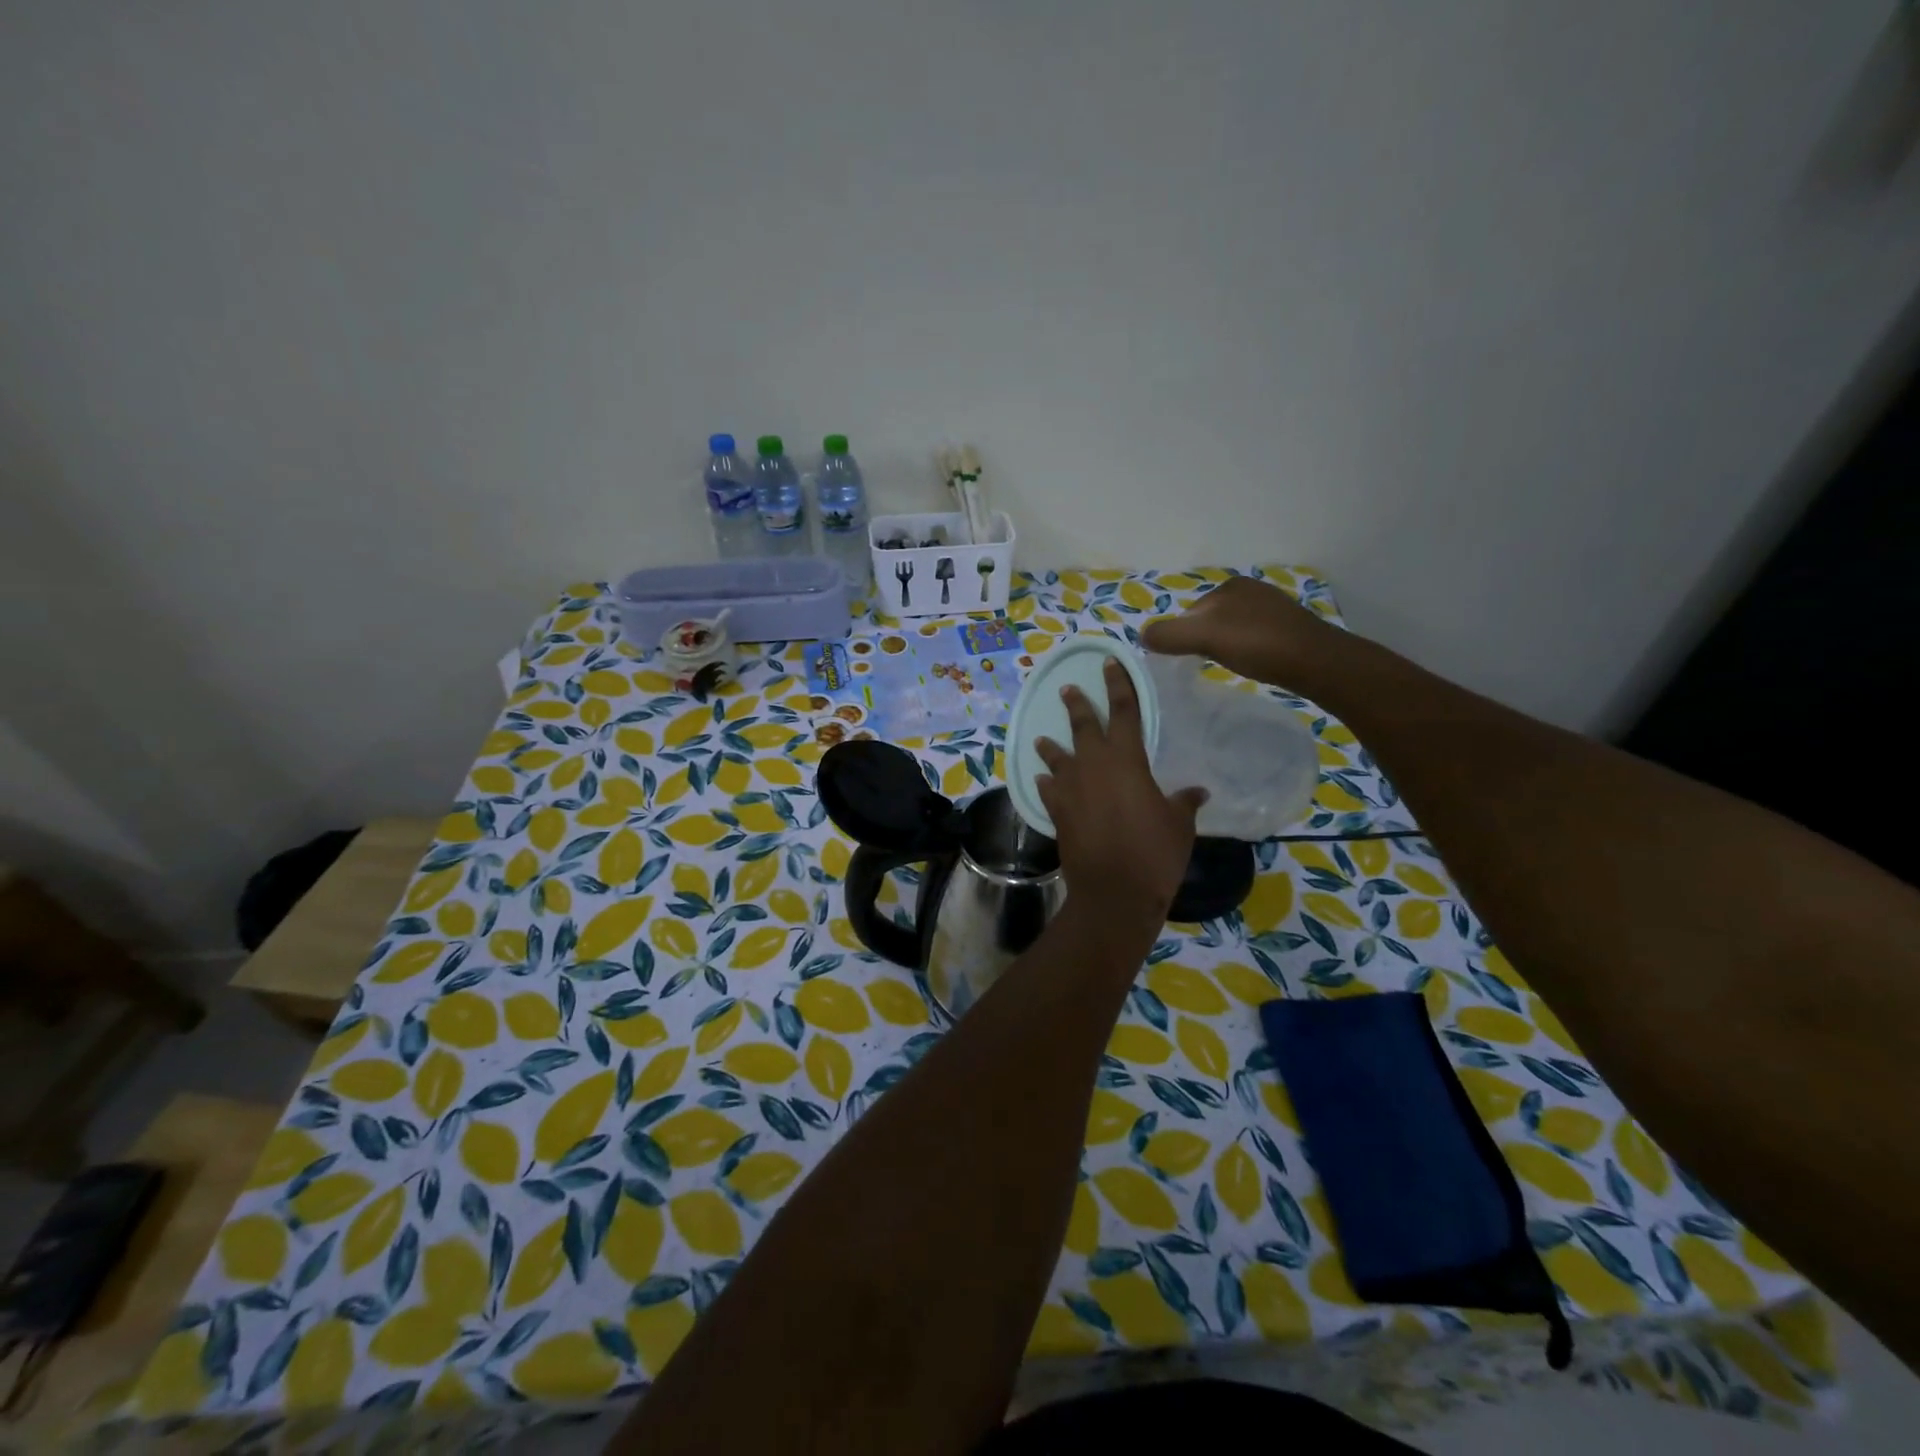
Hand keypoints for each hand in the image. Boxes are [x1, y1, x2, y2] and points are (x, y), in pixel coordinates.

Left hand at [1034, 659, 1205, 922]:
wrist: (1114, 892)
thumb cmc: (1154, 853)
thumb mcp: (1178, 824)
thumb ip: (1184, 802)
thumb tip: (1197, 792)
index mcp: (1126, 760)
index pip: (1124, 711)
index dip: (1119, 685)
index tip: (1110, 663)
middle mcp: (1093, 766)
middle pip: (1083, 726)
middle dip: (1077, 705)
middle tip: (1067, 689)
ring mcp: (1070, 789)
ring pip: (1057, 757)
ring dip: (1051, 746)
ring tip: (1043, 738)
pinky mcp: (1056, 812)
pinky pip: (1048, 790)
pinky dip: (1046, 783)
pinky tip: (1044, 782)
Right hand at [1141, 576, 1338, 689]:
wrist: (1315, 662)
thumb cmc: (1257, 644)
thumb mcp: (1204, 637)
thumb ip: (1169, 635)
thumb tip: (1142, 635)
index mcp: (1230, 586)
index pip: (1191, 612)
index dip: (1183, 636)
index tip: (1186, 659)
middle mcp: (1252, 590)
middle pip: (1210, 620)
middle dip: (1204, 640)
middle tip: (1206, 665)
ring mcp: (1273, 608)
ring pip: (1232, 629)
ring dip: (1225, 646)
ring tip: (1229, 666)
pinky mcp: (1289, 628)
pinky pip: (1254, 638)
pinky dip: (1246, 650)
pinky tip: (1252, 664)